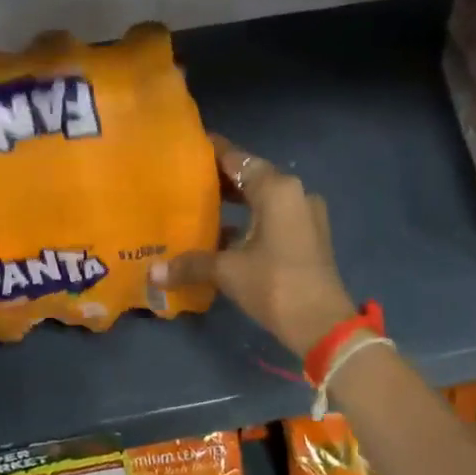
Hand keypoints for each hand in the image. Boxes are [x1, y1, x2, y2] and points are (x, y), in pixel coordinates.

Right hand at [151, 134, 356, 357]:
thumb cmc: (273, 285)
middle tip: (185, 181)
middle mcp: (294, 193)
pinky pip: (274, 217)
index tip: (186, 149)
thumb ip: (190, 264)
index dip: (211, 153)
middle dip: (220, 180)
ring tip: (200, 206)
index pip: (237, 159)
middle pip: (251, 177)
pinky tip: (223, 236)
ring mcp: (305, 215)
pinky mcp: (309, 236)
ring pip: (263, 198)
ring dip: (236, 202)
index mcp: (276, 189)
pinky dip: (250, 220)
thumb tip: (152, 273)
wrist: (322, 325)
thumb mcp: (227, 272)